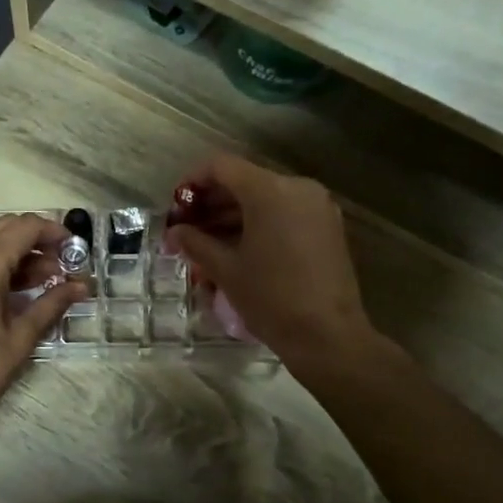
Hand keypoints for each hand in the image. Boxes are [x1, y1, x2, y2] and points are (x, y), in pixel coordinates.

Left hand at [0, 214, 83, 438]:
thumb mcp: (19, 338)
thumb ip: (52, 304)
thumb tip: (82, 286)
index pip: (24, 227)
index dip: (54, 232)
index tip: (75, 249)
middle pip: (3, 227)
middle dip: (35, 239)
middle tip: (61, 265)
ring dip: (14, 251)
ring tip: (42, 282)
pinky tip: (9, 292)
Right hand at [164, 155, 371, 364]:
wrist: (328, 335)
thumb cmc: (271, 298)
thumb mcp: (226, 270)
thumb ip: (196, 243)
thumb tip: (175, 232)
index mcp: (269, 190)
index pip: (221, 167)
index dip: (192, 182)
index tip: (175, 208)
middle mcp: (297, 188)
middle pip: (243, 181)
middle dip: (211, 203)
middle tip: (185, 230)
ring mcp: (317, 207)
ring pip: (264, 199)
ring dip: (233, 216)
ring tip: (205, 244)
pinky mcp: (327, 227)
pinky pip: (284, 214)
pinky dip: (258, 225)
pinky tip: (237, 250)